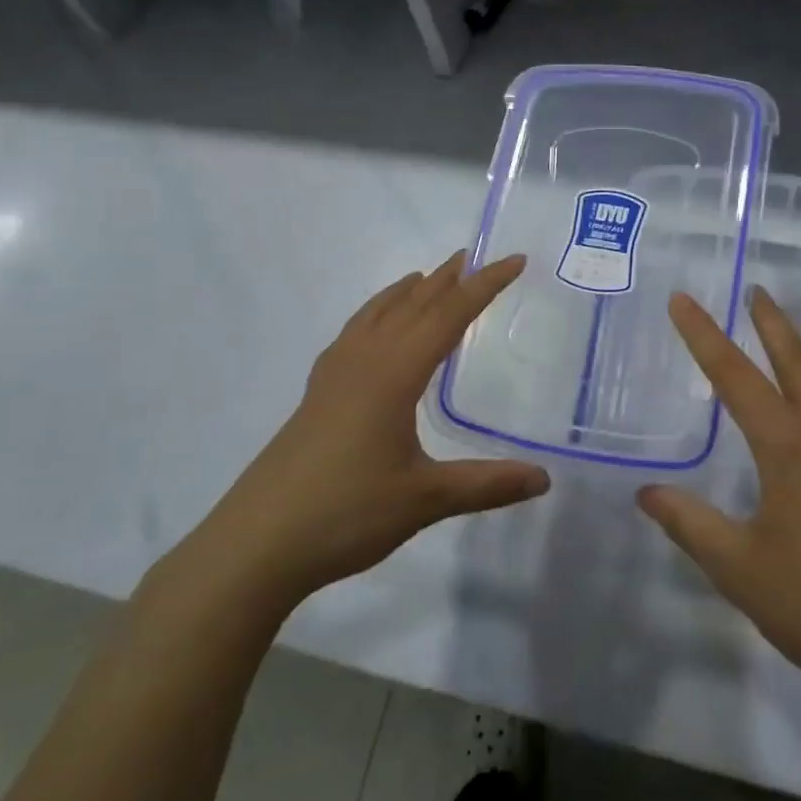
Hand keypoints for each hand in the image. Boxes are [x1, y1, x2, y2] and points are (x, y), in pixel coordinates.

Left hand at [186, 252, 548, 608]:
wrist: (256, 543)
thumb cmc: (346, 513)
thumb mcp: (426, 500)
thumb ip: (487, 484)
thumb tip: (544, 479)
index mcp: (394, 373)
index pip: (449, 315)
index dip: (485, 286)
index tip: (514, 260)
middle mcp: (363, 361)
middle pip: (412, 305)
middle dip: (446, 280)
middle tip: (473, 257)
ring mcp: (334, 375)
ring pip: (376, 315)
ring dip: (406, 292)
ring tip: (426, 277)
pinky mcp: (316, 394)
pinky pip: (353, 334)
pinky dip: (375, 315)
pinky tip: (373, 330)